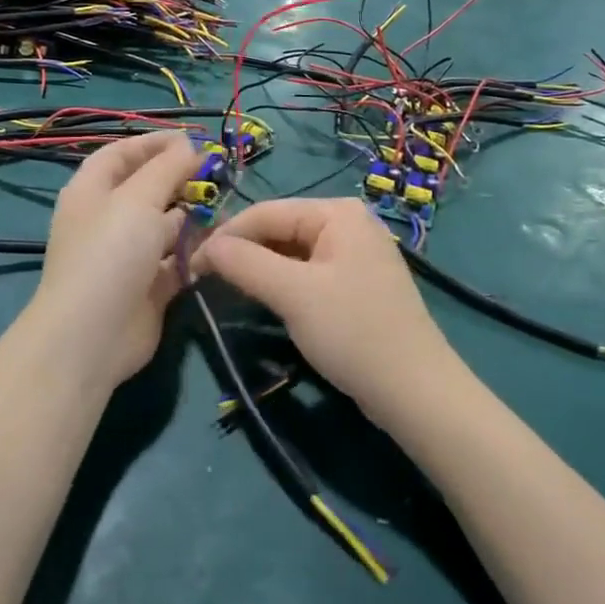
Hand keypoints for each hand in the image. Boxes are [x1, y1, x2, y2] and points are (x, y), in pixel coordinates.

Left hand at [28, 130, 203, 391]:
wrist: (93, 335)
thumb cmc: (110, 253)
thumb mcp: (138, 199)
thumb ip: (168, 168)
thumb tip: (189, 146)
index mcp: (92, 191)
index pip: (122, 153)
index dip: (154, 143)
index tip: (194, 139)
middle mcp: (108, 219)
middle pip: (147, 188)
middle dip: (181, 178)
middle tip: (219, 173)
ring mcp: (128, 255)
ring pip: (166, 225)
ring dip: (194, 214)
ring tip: (226, 206)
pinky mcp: (149, 286)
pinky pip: (177, 260)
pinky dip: (197, 251)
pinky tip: (222, 244)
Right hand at [193, 198, 457, 422]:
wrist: (415, 391)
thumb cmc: (353, 332)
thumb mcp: (293, 294)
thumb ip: (245, 263)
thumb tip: (204, 247)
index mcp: (337, 212)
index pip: (265, 212)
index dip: (225, 236)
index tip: (189, 265)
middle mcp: (348, 223)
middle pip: (279, 229)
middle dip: (242, 252)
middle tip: (203, 279)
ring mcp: (355, 253)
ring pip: (291, 252)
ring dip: (259, 268)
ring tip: (225, 289)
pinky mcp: (356, 284)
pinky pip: (308, 272)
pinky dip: (282, 283)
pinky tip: (263, 299)